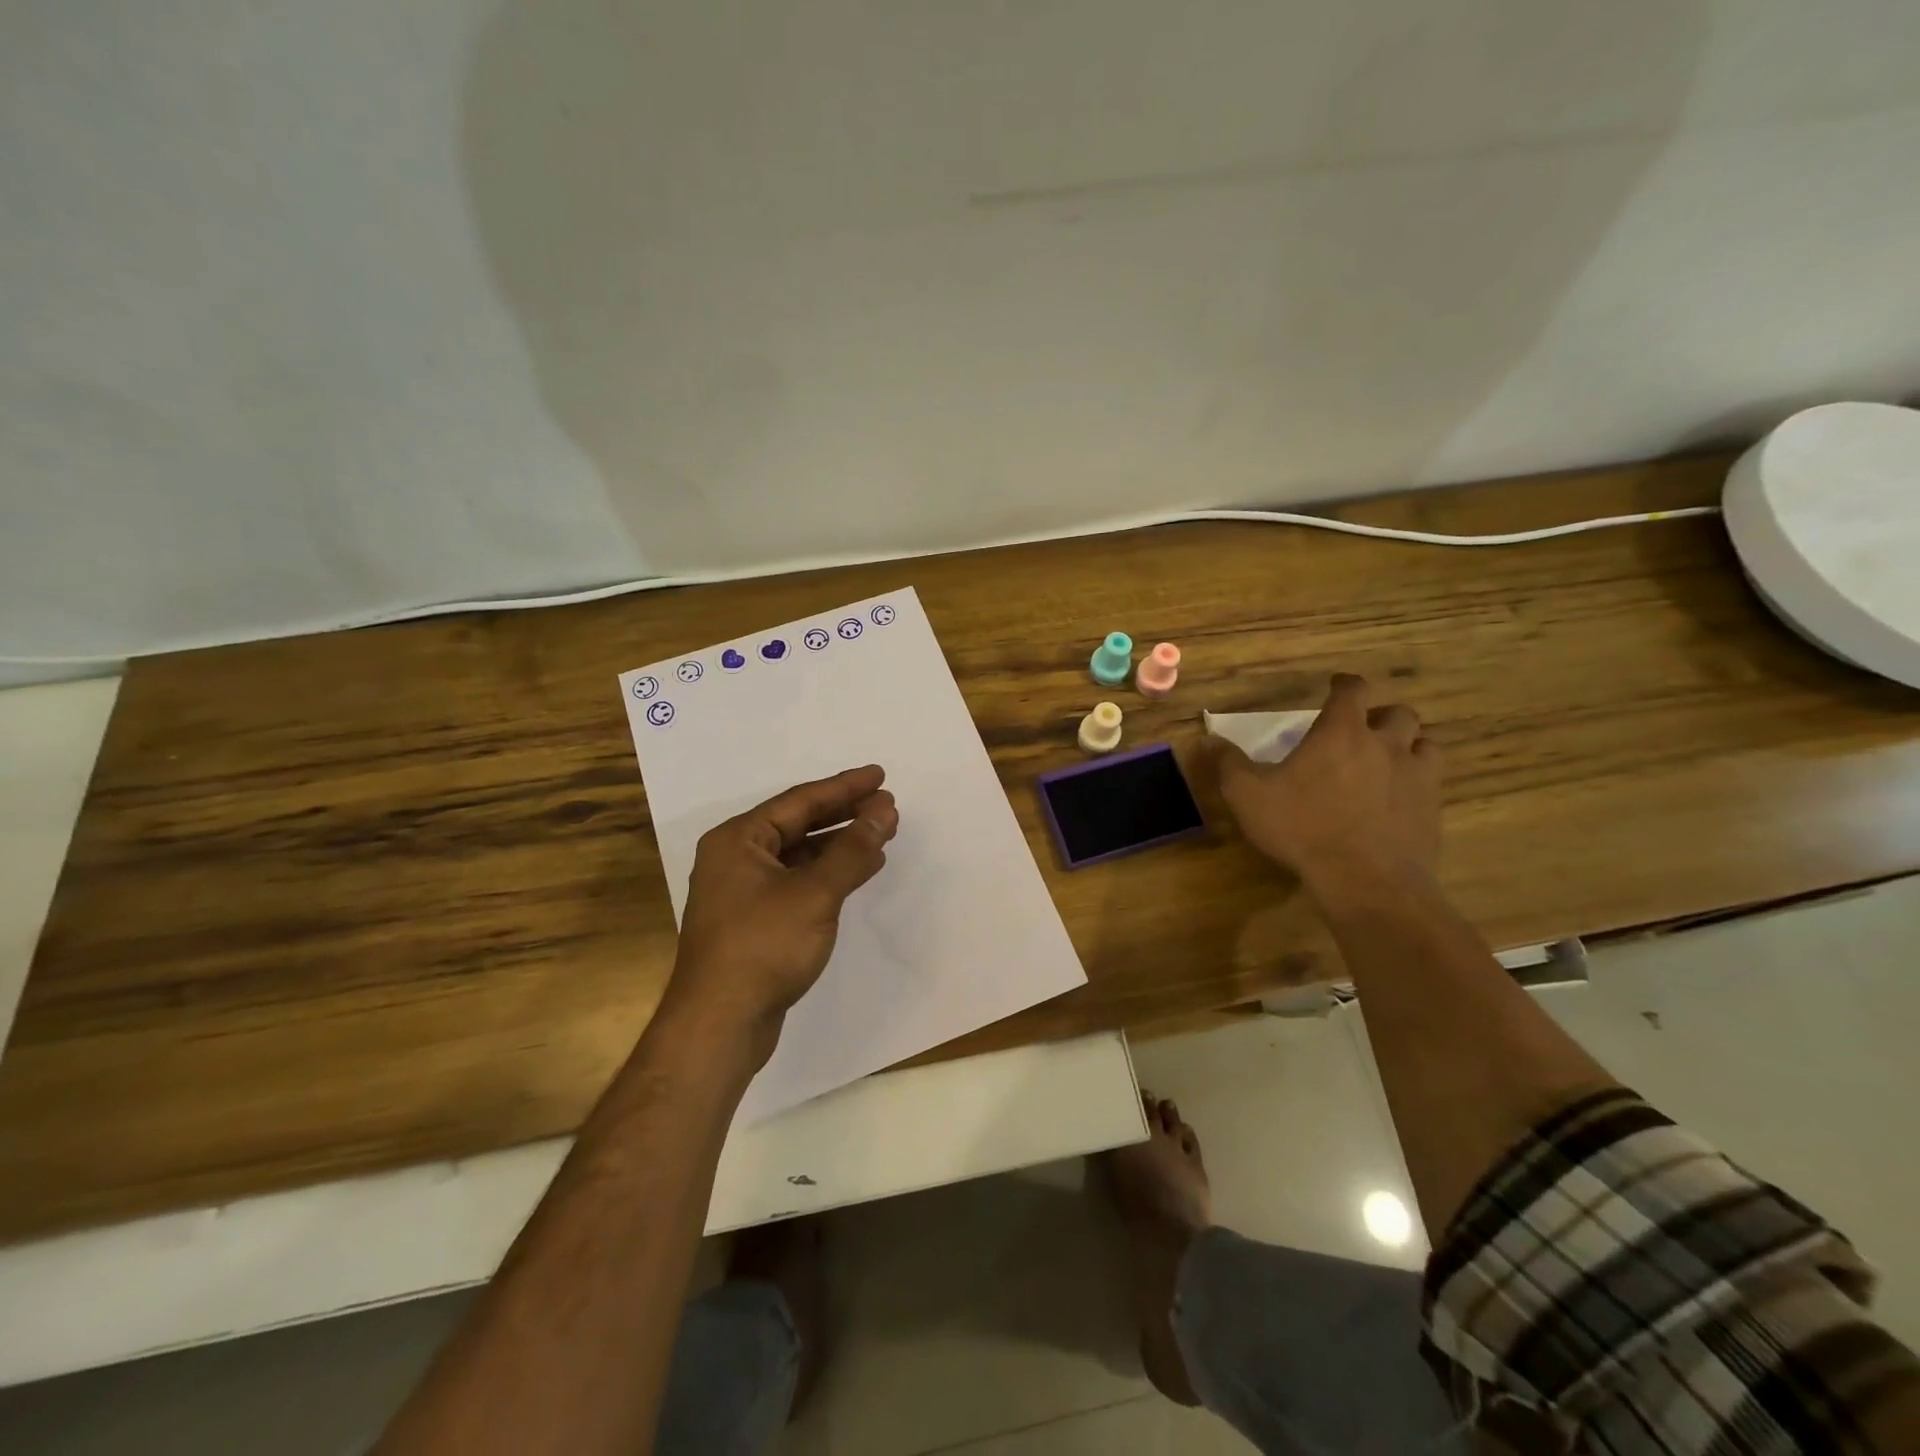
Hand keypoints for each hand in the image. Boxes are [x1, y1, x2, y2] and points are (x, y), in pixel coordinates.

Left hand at [664, 766, 898, 1060]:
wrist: (720, 1024)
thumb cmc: (763, 947)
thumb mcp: (815, 893)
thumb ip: (852, 849)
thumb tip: (884, 810)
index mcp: (738, 839)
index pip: (800, 801)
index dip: (844, 787)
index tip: (880, 776)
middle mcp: (735, 858)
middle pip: (798, 824)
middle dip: (844, 813)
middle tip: (886, 804)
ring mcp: (743, 892)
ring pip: (799, 855)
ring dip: (839, 844)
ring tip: (880, 833)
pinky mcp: (754, 921)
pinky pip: (797, 882)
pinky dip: (828, 874)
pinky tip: (858, 872)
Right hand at [1207, 674, 1440, 896]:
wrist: (1366, 880)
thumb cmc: (1302, 828)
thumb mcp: (1248, 795)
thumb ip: (1228, 763)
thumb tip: (1208, 739)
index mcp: (1341, 732)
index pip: (1352, 690)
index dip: (1345, 684)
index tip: (1336, 686)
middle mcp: (1385, 743)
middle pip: (1397, 713)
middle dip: (1380, 716)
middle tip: (1362, 730)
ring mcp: (1415, 775)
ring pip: (1424, 743)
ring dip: (1407, 744)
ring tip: (1388, 759)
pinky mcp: (1432, 807)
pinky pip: (1433, 779)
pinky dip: (1418, 778)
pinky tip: (1401, 795)